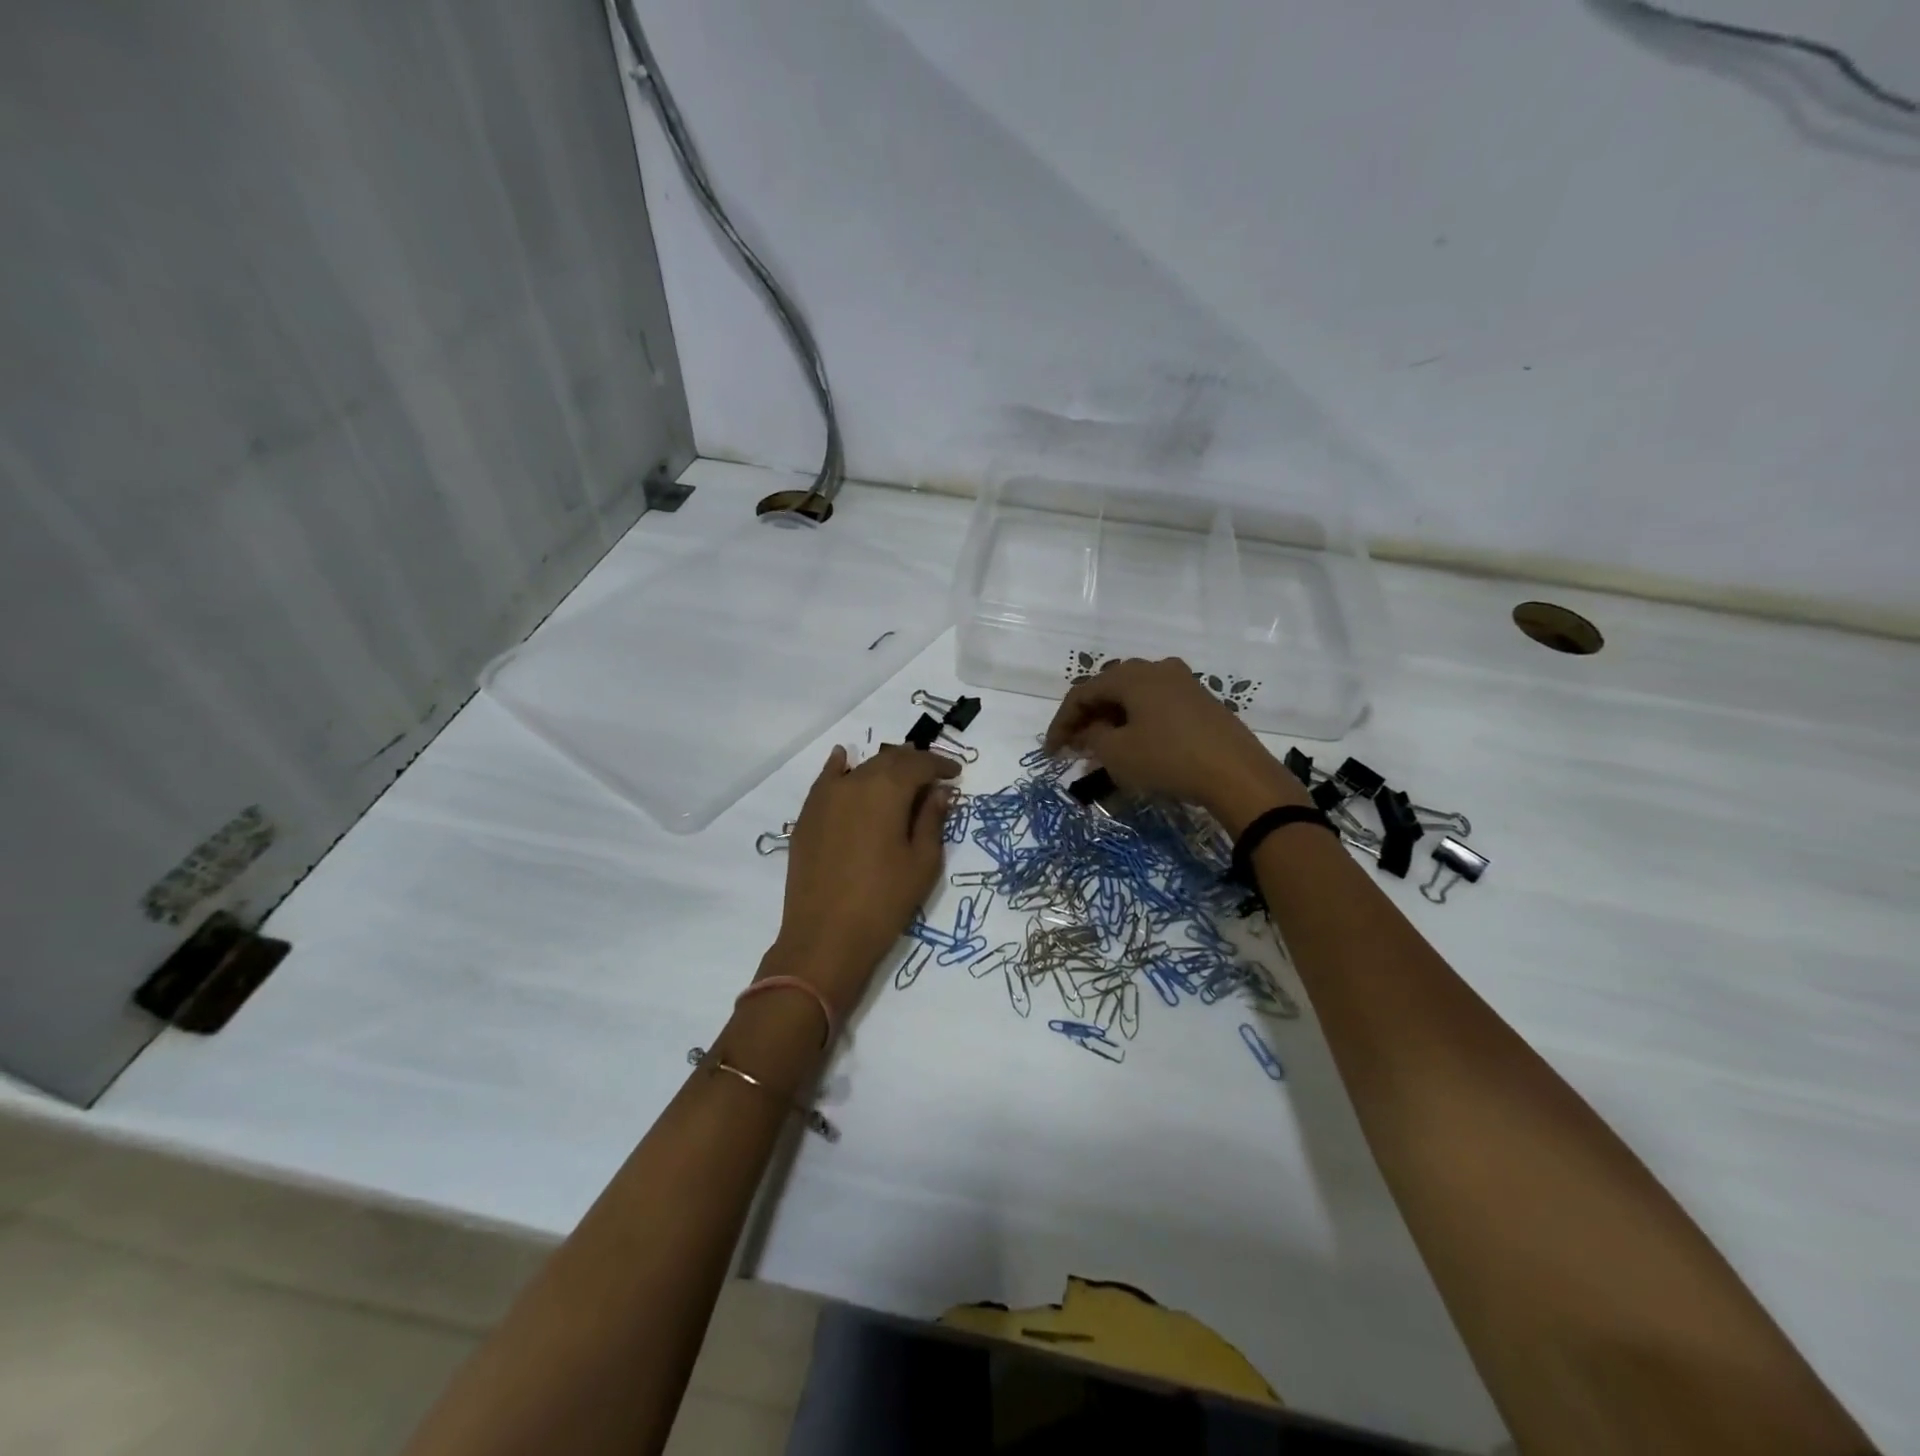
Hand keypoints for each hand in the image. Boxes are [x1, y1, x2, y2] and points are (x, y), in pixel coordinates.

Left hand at [766, 744, 959, 1010]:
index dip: (940, 765)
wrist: (825, 937)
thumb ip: (932, 820)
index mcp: (887, 790)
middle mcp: (854, 782)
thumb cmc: (884, 901)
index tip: (956, 773)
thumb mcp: (922, 862)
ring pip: (860, 769)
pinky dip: (840, 767)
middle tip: (932, 775)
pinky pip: (827, 780)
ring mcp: (826, 797)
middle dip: (913, 764)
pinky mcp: (808, 816)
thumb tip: (939, 791)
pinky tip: (843, 759)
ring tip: (899, 775)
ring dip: (883, 768)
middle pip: (889, 762)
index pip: (919, 764)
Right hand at [1043, 657, 1305, 833]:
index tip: (1050, 752)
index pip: (1082, 693)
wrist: (1238, 775)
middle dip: (1087, 718)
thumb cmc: (1168, 759)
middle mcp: (1157, 669)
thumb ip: (1092, 738)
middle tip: (1074, 747)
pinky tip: (1137, 746)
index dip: (1061, 722)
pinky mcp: (1203, 702)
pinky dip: (1138, 723)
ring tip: (1103, 749)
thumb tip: (1088, 731)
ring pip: (1134, 698)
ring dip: (1112, 721)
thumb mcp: (1117, 754)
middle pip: (1109, 689)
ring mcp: (1184, 683)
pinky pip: (1157, 706)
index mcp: (1131, 675)